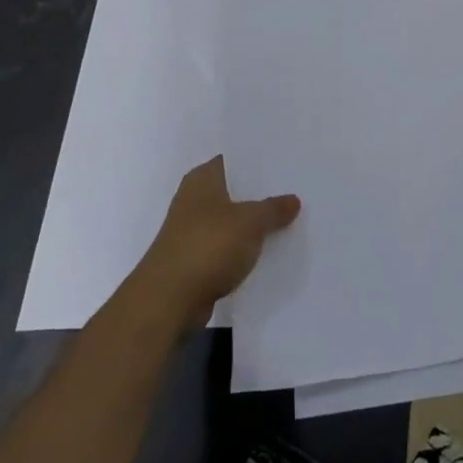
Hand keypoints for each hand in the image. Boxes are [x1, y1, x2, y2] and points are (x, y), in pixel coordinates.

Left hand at [134, 157, 299, 326]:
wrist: (168, 302)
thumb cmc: (208, 246)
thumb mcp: (251, 222)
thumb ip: (274, 209)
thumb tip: (294, 200)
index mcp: (203, 178)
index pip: (235, 160)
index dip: (260, 161)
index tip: (286, 161)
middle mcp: (193, 199)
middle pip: (234, 190)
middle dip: (260, 193)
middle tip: (295, 189)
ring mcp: (191, 231)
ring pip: (230, 221)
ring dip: (251, 224)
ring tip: (288, 219)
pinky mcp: (193, 261)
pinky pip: (225, 248)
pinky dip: (242, 250)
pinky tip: (266, 252)